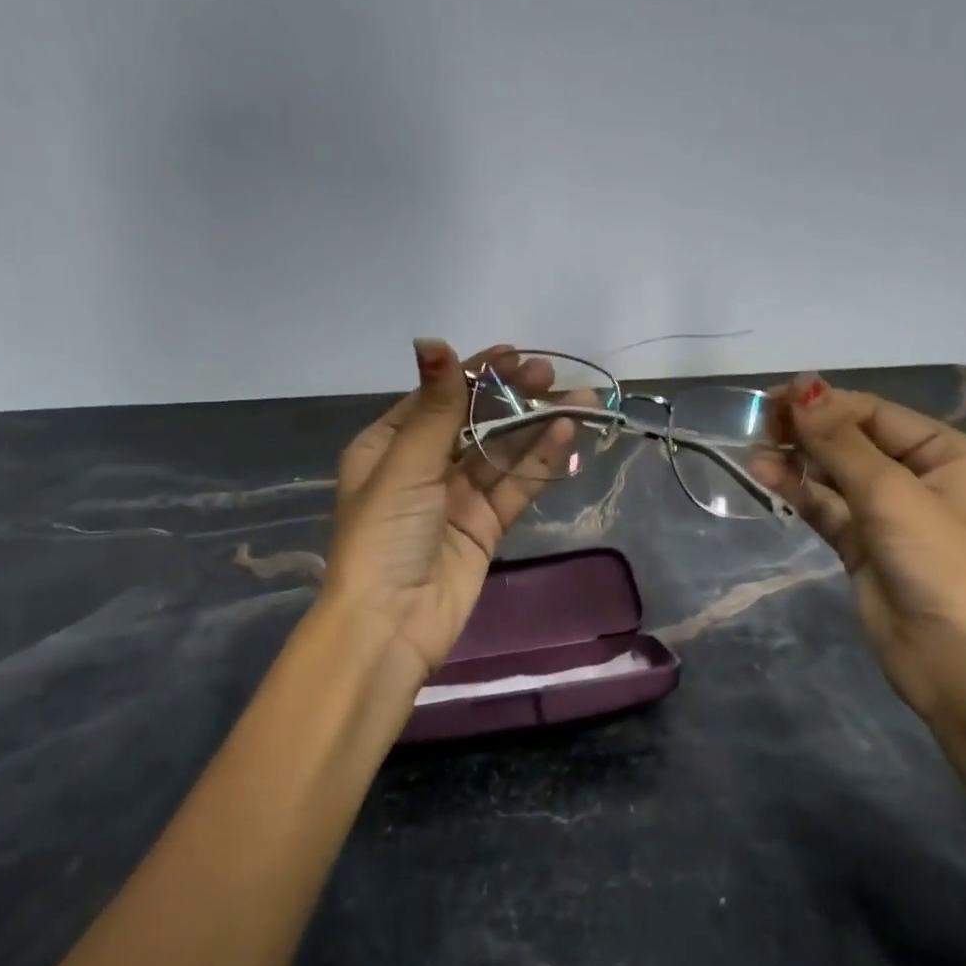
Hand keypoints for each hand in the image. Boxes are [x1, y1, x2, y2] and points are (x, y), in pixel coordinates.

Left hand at [322, 340, 575, 714]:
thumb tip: (433, 341)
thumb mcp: (406, 464)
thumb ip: (436, 407)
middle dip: (511, 397)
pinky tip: (565, 436)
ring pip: (502, 453)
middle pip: (474, 421)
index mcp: (389, 445)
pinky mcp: (484, 527)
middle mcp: (422, 467)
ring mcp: (456, 498)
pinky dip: (539, 463)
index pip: (438, 397)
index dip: (475, 373)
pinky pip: (515, 487)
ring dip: (537, 427)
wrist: (390, 623)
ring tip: (580, 402)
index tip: (515, 353)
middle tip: (550, 376)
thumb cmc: (385, 534)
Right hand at [750, 373, 965, 717]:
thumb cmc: (937, 563)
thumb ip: (841, 443)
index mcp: (946, 454)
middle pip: (852, 440)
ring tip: (754, 449)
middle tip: (760, 421)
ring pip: (833, 473)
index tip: (777, 399)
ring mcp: (887, 512)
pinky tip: (764, 473)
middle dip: (809, 430)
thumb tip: (802, 389)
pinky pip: (825, 505)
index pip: (876, 414)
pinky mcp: (861, 542)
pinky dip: (797, 489)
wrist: (952, 659)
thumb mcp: (891, 494)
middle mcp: (919, 476)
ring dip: (796, 459)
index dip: (827, 404)